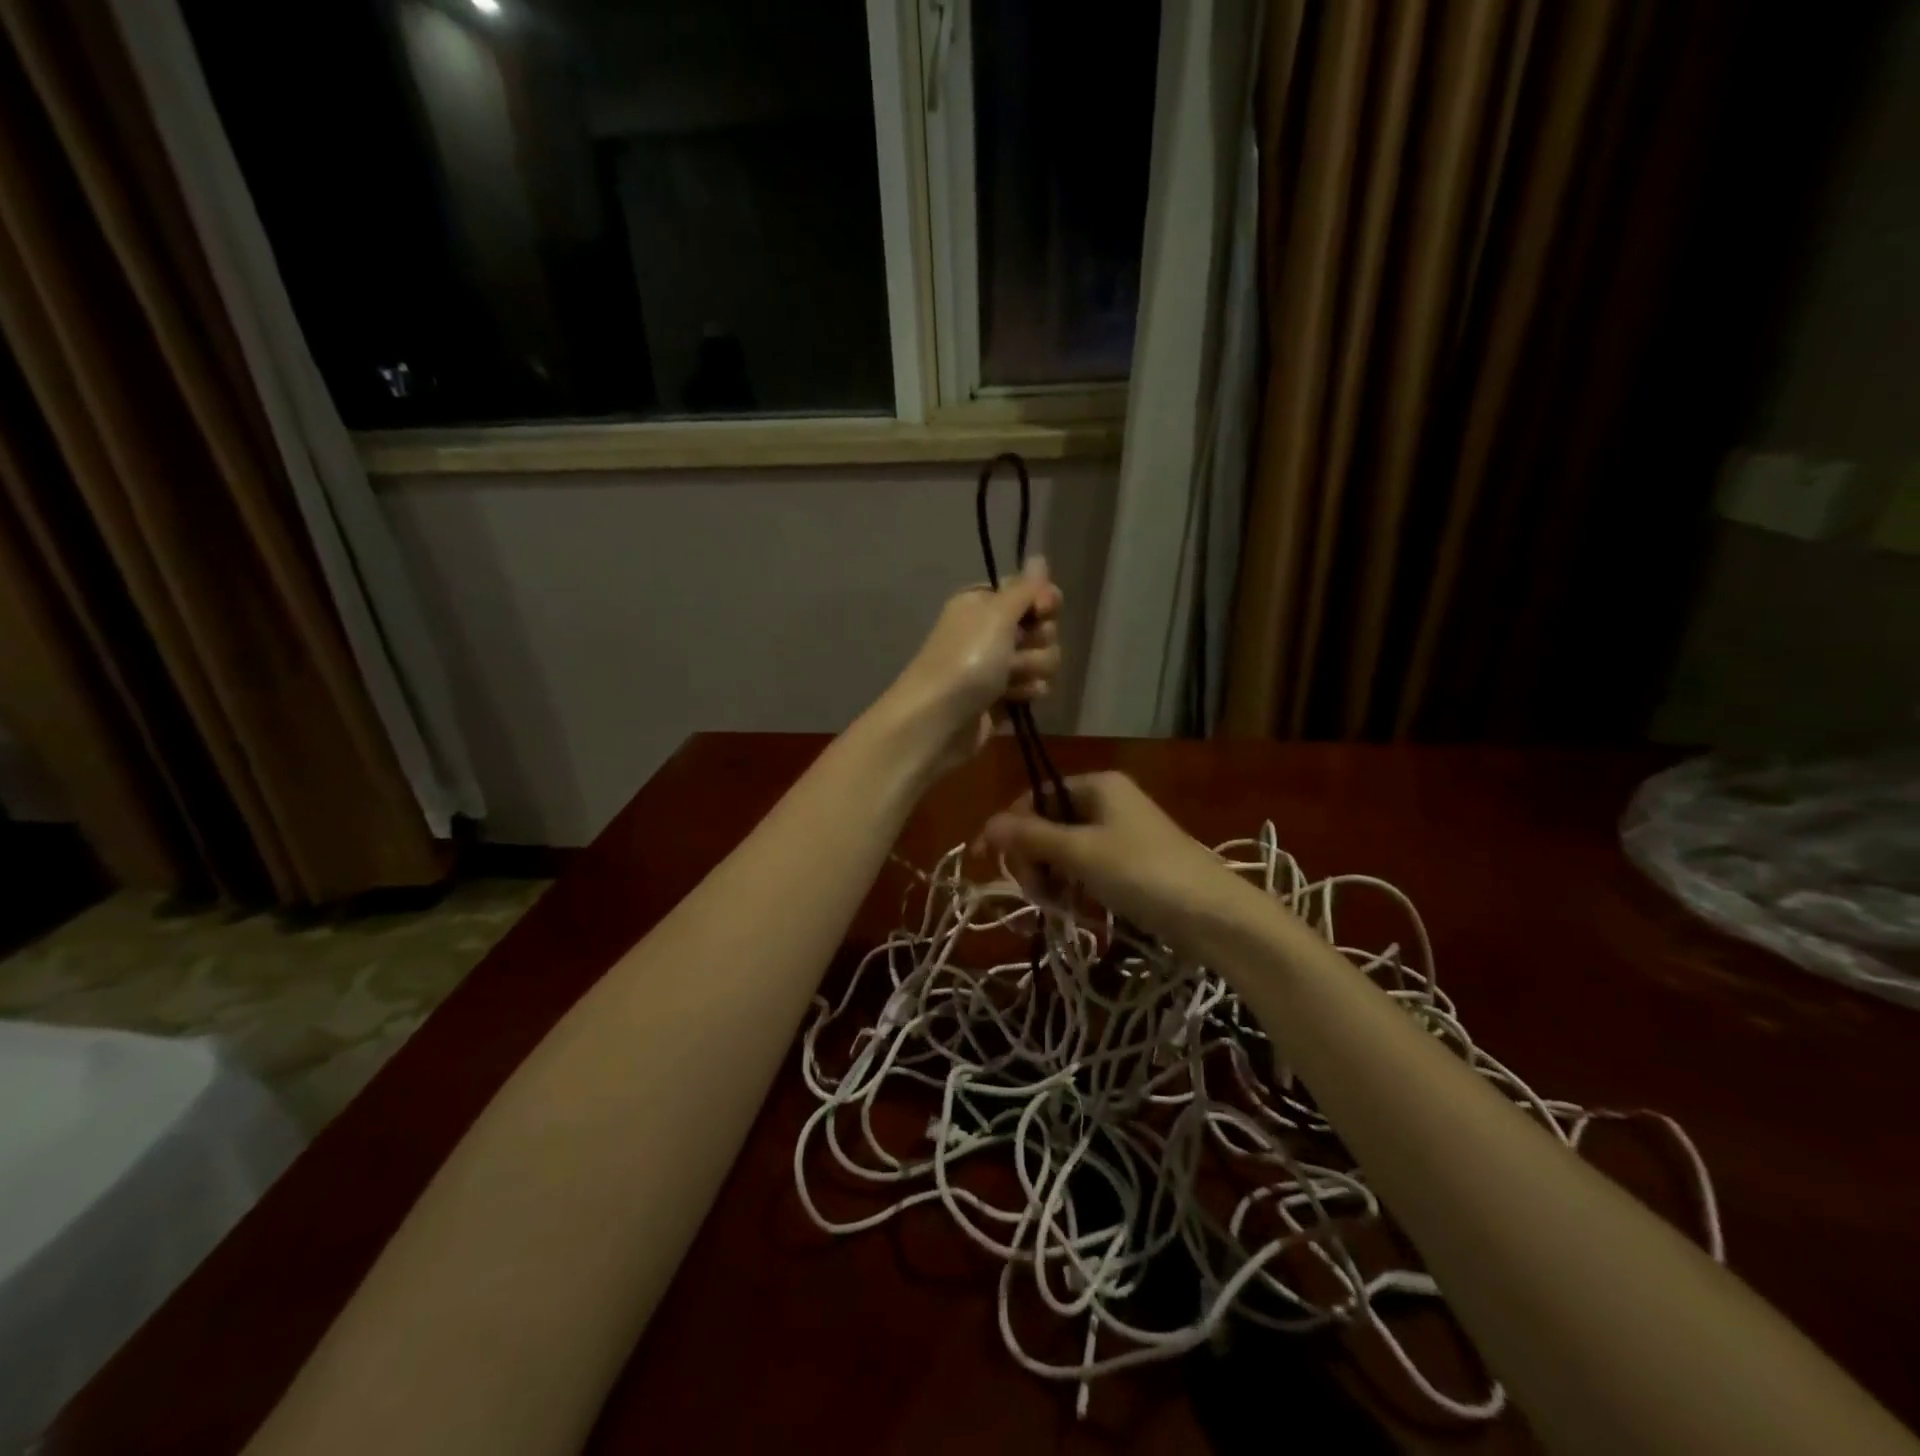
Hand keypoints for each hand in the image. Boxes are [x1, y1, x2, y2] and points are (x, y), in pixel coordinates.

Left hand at [882, 558, 1062, 772]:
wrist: (938, 721)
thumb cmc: (966, 660)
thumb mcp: (996, 614)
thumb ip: (1024, 588)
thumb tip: (1039, 557)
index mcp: (983, 604)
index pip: (1030, 592)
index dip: (1043, 602)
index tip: (1043, 611)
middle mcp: (990, 631)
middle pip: (1042, 627)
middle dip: (1037, 642)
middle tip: (1013, 653)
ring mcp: (997, 667)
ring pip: (1043, 659)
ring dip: (1031, 670)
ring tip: (1008, 683)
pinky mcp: (1003, 698)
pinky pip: (1035, 687)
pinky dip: (1026, 693)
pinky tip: (1011, 700)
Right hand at [980, 772, 1262, 955]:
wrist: (1213, 914)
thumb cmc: (1142, 871)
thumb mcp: (1080, 852)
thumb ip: (1031, 836)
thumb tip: (987, 824)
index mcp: (1097, 785)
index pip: (1036, 796)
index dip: (1010, 826)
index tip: (989, 862)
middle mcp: (1108, 802)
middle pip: (1049, 823)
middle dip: (1034, 858)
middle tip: (1035, 892)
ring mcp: (1121, 834)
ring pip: (1066, 850)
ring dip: (1053, 877)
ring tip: (1057, 906)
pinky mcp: (1132, 864)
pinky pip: (1088, 868)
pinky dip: (1076, 887)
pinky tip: (1077, 910)